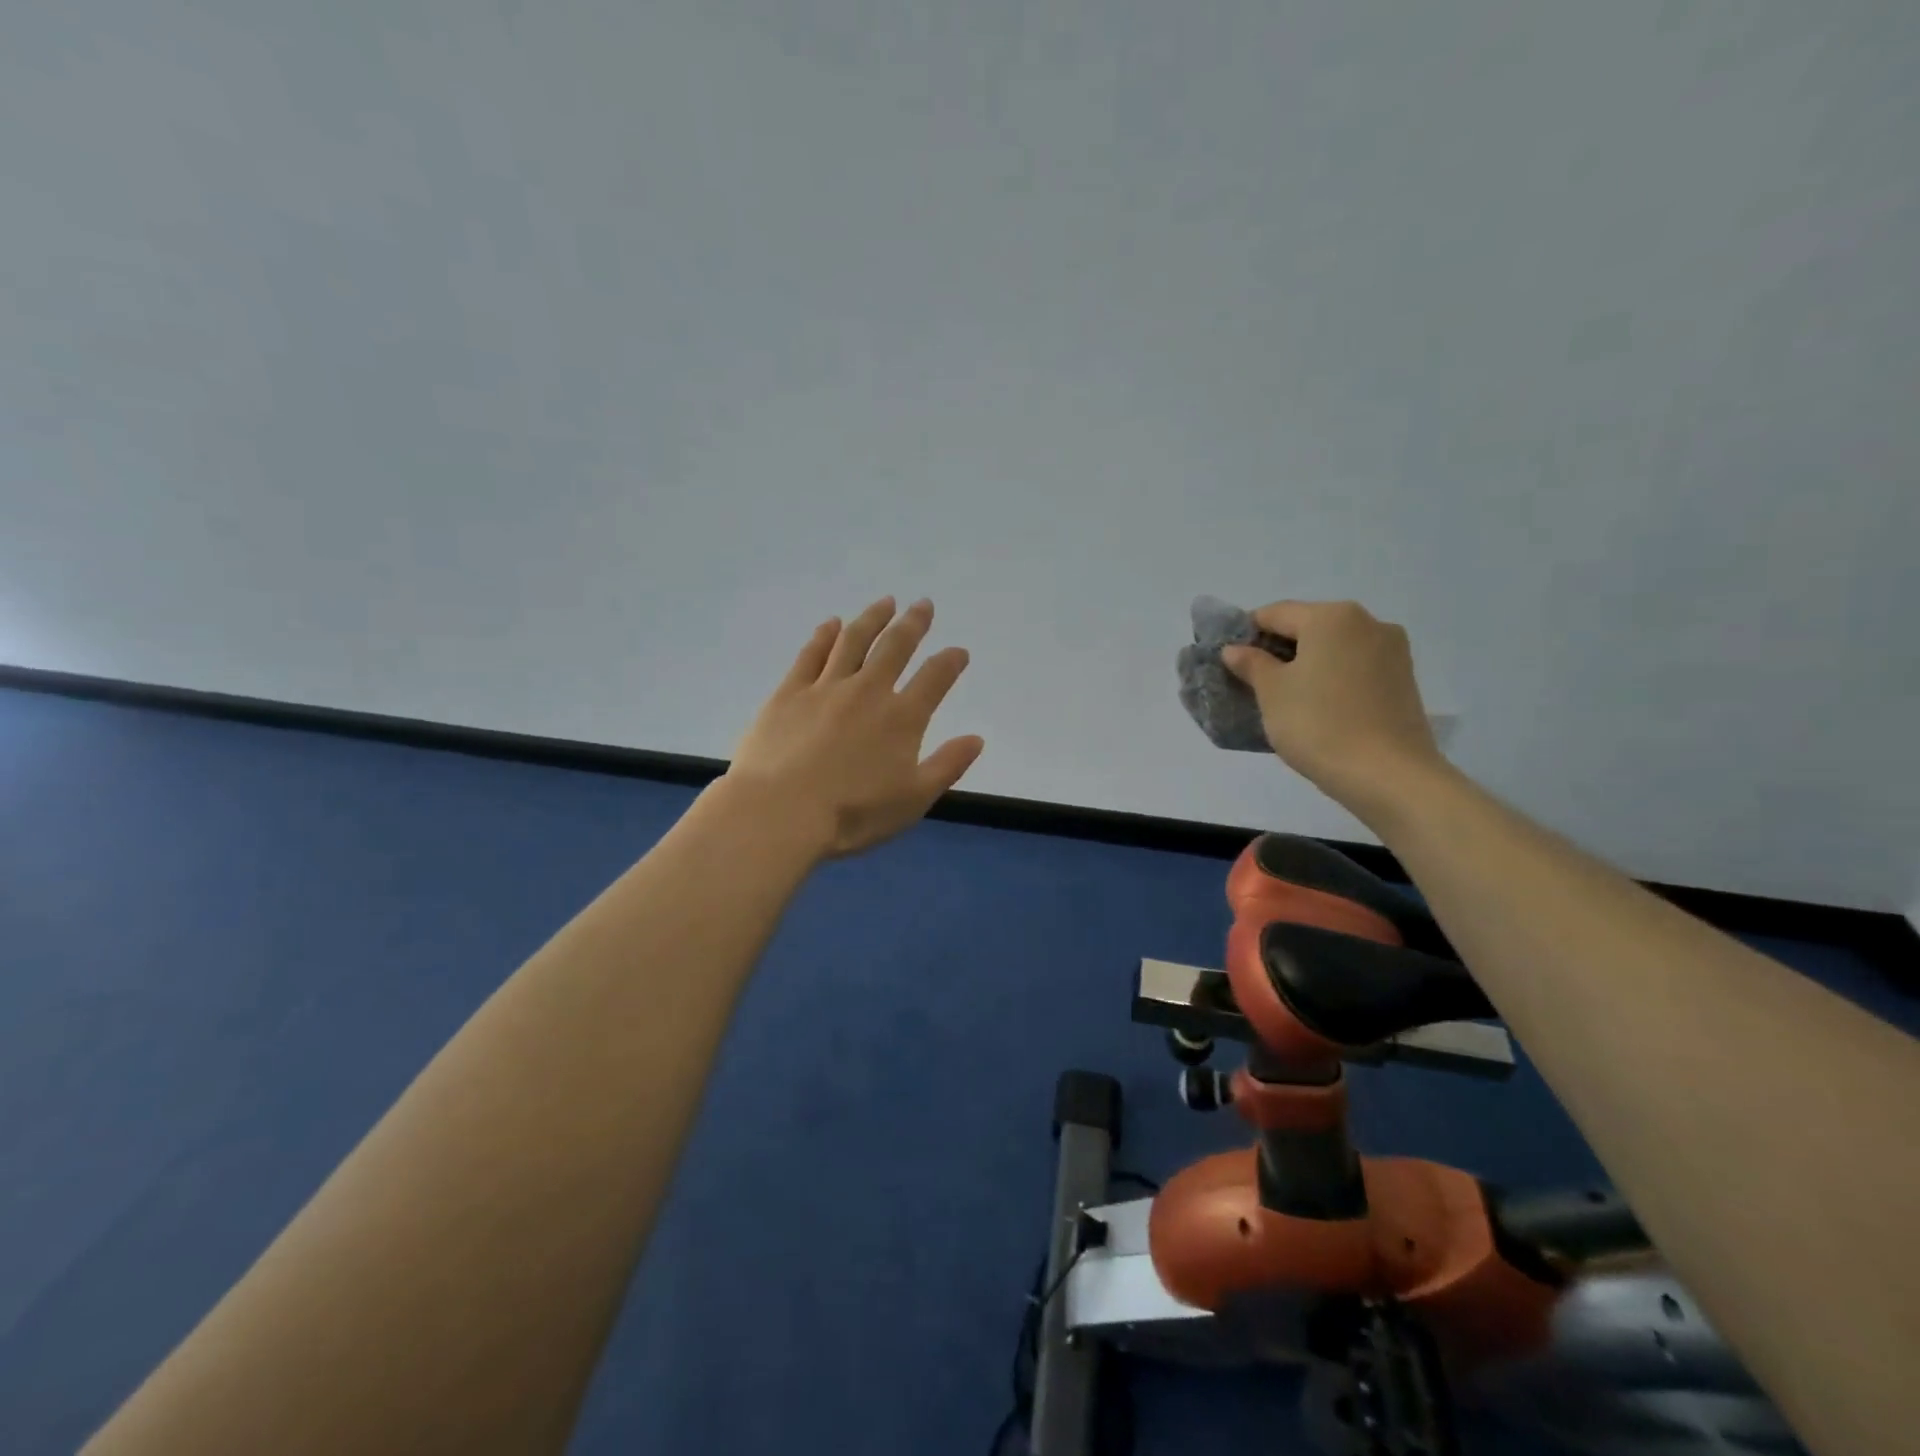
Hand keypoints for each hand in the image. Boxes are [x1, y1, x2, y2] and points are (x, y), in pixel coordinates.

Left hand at [726, 597, 984, 860]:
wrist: (779, 812)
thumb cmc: (852, 814)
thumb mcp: (913, 799)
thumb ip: (947, 766)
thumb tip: (977, 739)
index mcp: (902, 718)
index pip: (934, 679)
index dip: (950, 662)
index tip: (959, 651)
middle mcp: (868, 691)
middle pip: (895, 647)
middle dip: (913, 624)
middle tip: (923, 605)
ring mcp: (825, 687)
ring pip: (854, 641)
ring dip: (872, 618)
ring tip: (885, 602)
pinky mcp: (789, 693)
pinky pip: (811, 654)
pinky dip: (825, 635)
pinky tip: (831, 624)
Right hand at [1221, 600, 1446, 826]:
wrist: (1388, 775)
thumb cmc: (1319, 725)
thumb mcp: (1271, 693)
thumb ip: (1251, 664)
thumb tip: (1235, 649)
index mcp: (1331, 616)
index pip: (1275, 613)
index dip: (1245, 633)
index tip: (1228, 660)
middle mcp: (1368, 622)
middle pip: (1308, 627)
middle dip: (1278, 650)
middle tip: (1253, 682)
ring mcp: (1392, 651)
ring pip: (1334, 648)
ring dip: (1306, 665)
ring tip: (1286, 699)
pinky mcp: (1403, 680)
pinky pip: (1355, 667)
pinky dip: (1331, 678)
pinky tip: (1318, 707)